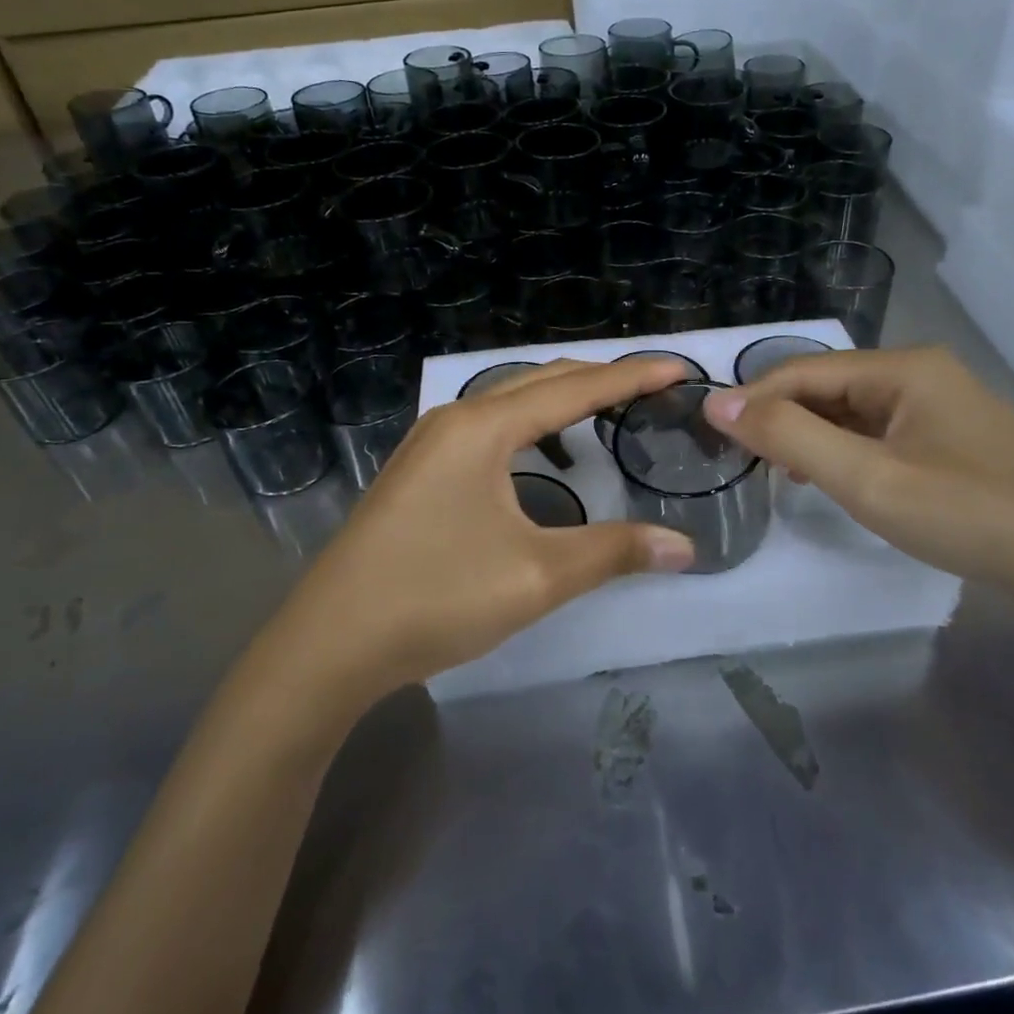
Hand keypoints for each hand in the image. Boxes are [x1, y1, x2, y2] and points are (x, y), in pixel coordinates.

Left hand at [279, 359, 696, 701]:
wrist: (329, 644)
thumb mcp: (536, 576)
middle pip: (540, 382)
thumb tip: (684, 548)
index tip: (679, 370)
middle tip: (651, 384)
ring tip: (605, 408)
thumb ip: (613, 552)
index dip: (631, 377)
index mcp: (482, 428)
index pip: (574, 389)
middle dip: (599, 378)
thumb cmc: (436, 597)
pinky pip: (488, 425)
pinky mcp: (418, 470)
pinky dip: (529, 424)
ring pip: (509, 401)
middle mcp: (454, 419)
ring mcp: (429, 443)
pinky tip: (539, 453)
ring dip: (561, 398)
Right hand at [703, 347, 1013, 616]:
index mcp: (903, 368)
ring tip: (782, 474)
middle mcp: (921, 373)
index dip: (753, 400)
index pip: (803, 371)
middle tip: (746, 464)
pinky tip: (834, 478)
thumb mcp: (869, 479)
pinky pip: (879, 433)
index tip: (712, 436)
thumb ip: (790, 437)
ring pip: (852, 411)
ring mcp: (940, 406)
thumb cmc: (970, 517)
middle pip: (828, 386)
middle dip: (783, 420)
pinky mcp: (951, 439)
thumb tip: (717, 402)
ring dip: (812, 437)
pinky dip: (846, 451)